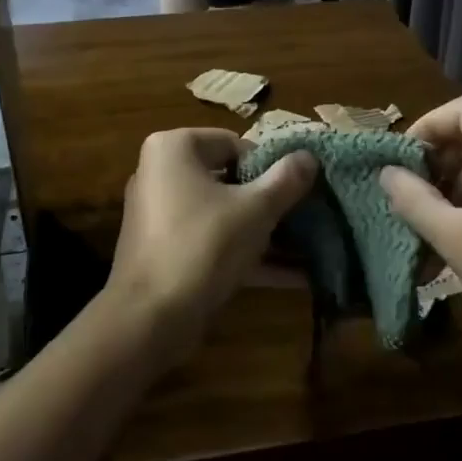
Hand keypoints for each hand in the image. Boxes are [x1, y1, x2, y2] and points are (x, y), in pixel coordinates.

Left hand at [108, 128, 316, 346]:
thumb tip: (309, 156)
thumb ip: (286, 179)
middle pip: (228, 179)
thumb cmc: (204, 244)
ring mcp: (160, 215)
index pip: (234, 143)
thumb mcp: (256, 209)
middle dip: (269, 201)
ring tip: (310, 246)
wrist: (151, 317)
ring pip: (223, 215)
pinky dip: (246, 254)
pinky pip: (212, 242)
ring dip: (264, 232)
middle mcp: (160, 174)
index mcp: (173, 148)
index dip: (269, 165)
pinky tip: (293, 276)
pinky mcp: (166, 251)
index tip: (296, 189)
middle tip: (305, 216)